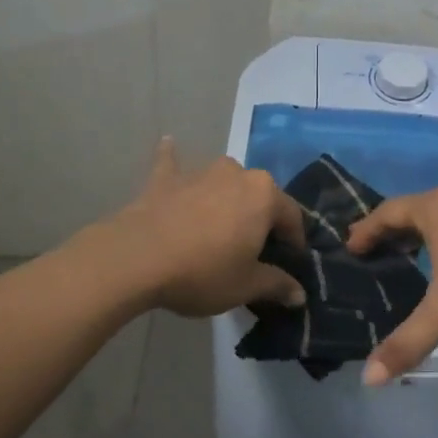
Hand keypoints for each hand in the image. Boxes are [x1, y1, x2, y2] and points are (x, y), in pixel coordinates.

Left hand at [107, 139, 307, 317]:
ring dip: (226, 196)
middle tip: (253, 249)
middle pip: (258, 196)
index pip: (292, 216)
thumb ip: (277, 285)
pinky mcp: (165, 178)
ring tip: (220, 222)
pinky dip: (173, 157)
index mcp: (264, 195)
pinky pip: (173, 163)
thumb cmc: (203, 271)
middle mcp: (237, 173)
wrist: (137, 258)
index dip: (294, 241)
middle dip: (260, 218)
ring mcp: (199, 172)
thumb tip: (300, 294)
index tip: (290, 261)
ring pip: (223, 181)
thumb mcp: (246, 286)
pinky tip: (169, 143)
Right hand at [346, 188, 437, 381]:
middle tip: (375, 252)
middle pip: (413, 210)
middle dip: (392, 230)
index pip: (388, 212)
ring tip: (410, 257)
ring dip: (422, 234)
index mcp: (435, 210)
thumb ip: (407, 343)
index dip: (366, 229)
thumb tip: (369, 378)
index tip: (352, 247)